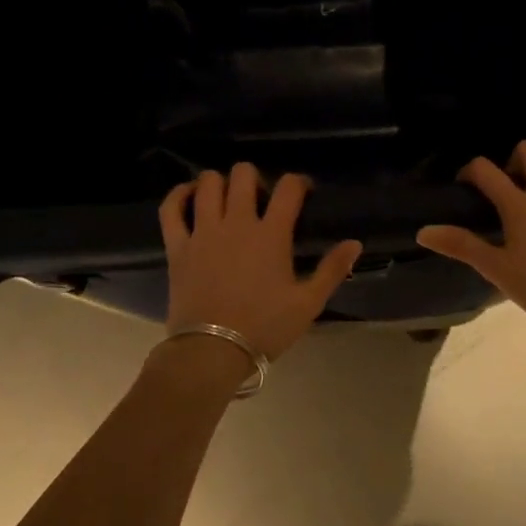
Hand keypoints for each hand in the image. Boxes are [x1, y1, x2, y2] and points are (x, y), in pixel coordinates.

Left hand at [158, 164, 361, 359]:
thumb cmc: (264, 327)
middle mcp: (236, 222)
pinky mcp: (178, 245)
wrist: (212, 351)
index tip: (302, 192)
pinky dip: (178, 195)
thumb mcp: (308, 303)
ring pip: (207, 184)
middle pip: (243, 175)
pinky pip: (171, 208)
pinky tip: (189, 195)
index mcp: (271, 234)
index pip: (288, 188)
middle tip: (260, 198)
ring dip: (219, 182)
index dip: (298, 182)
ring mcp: (203, 231)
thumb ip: (332, 270)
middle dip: (255, 178)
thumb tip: (355, 243)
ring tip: (226, 197)